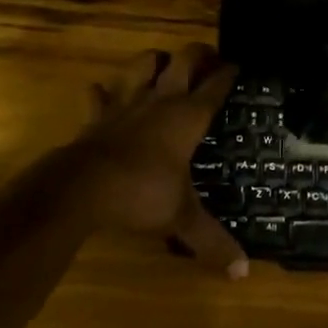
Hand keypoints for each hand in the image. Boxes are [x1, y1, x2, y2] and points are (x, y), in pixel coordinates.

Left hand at [72, 44, 246, 277]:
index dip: (229, 72)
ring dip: (153, 60)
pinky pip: (98, 94)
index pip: (216, 84)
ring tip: (162, 64)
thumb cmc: (142, 193)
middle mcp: (162, 99)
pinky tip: (103, 92)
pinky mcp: (98, 114)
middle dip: (198, 54)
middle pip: (184, 60)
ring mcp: (127, 102)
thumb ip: (212, 240)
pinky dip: (102, 91)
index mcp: (188, 116)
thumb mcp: (182, 217)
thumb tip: (243, 273)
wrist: (84, 187)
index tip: (238, 65)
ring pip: (143, 64)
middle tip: (207, 58)